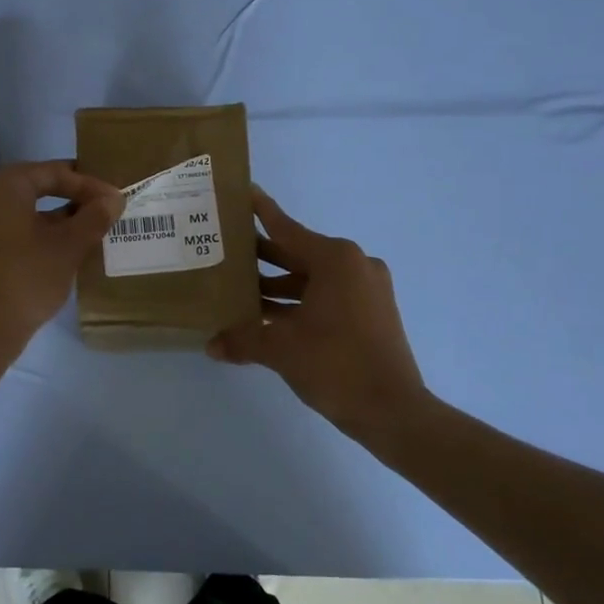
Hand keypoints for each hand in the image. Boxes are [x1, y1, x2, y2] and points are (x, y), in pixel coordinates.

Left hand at [0, 160, 124, 360]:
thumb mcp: (69, 246)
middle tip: (106, 209)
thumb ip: (94, 218)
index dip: (90, 184)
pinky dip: (45, 233)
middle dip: (75, 198)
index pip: (56, 172)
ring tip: (93, 231)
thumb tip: (114, 199)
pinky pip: (20, 229)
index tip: (116, 199)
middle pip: (41, 187)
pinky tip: (67, 251)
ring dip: (62, 218)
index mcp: (9, 185)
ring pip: (31, 210)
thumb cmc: (28, 276)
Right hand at [208, 187, 423, 432]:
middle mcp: (353, 265)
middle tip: (224, 247)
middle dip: (261, 255)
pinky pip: (325, 296)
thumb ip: (242, 339)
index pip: (285, 227)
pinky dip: (297, 302)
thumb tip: (210, 345)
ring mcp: (366, 290)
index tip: (241, 191)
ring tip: (237, 287)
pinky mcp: (370, 313)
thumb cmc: (335, 365)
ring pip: (310, 278)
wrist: (393, 412)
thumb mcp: (280, 349)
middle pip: (296, 253)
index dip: (260, 210)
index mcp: (336, 260)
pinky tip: (265, 316)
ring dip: (276, 285)